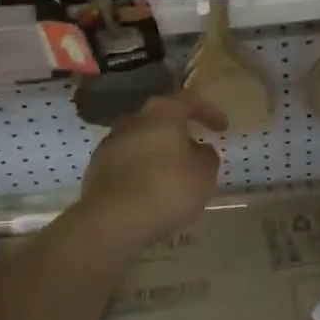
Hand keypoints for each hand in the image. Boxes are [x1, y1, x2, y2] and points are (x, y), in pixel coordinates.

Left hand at [77, 93, 225, 250]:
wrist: (112, 219)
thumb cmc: (167, 188)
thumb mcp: (204, 174)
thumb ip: (207, 156)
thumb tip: (199, 150)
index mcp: (163, 112)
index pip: (190, 100)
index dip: (209, 111)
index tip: (222, 128)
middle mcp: (134, 119)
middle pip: (162, 118)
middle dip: (180, 132)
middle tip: (195, 149)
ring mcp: (111, 142)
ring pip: (142, 140)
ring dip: (159, 152)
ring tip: (173, 174)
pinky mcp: (97, 167)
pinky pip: (127, 162)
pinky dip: (141, 169)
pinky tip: (150, 190)